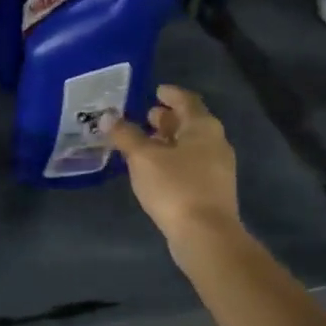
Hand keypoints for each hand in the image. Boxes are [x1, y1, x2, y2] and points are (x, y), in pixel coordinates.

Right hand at [108, 85, 241, 254]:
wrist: (205, 234)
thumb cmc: (175, 187)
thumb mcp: (143, 158)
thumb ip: (125, 135)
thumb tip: (108, 117)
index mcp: (203, 126)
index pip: (187, 100)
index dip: (170, 94)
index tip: (156, 90)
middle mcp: (215, 142)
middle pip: (190, 123)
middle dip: (168, 118)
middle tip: (146, 116)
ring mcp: (217, 168)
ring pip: (191, 145)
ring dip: (169, 141)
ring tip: (145, 143)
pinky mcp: (212, 190)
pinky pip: (191, 164)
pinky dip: (174, 159)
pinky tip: (156, 170)